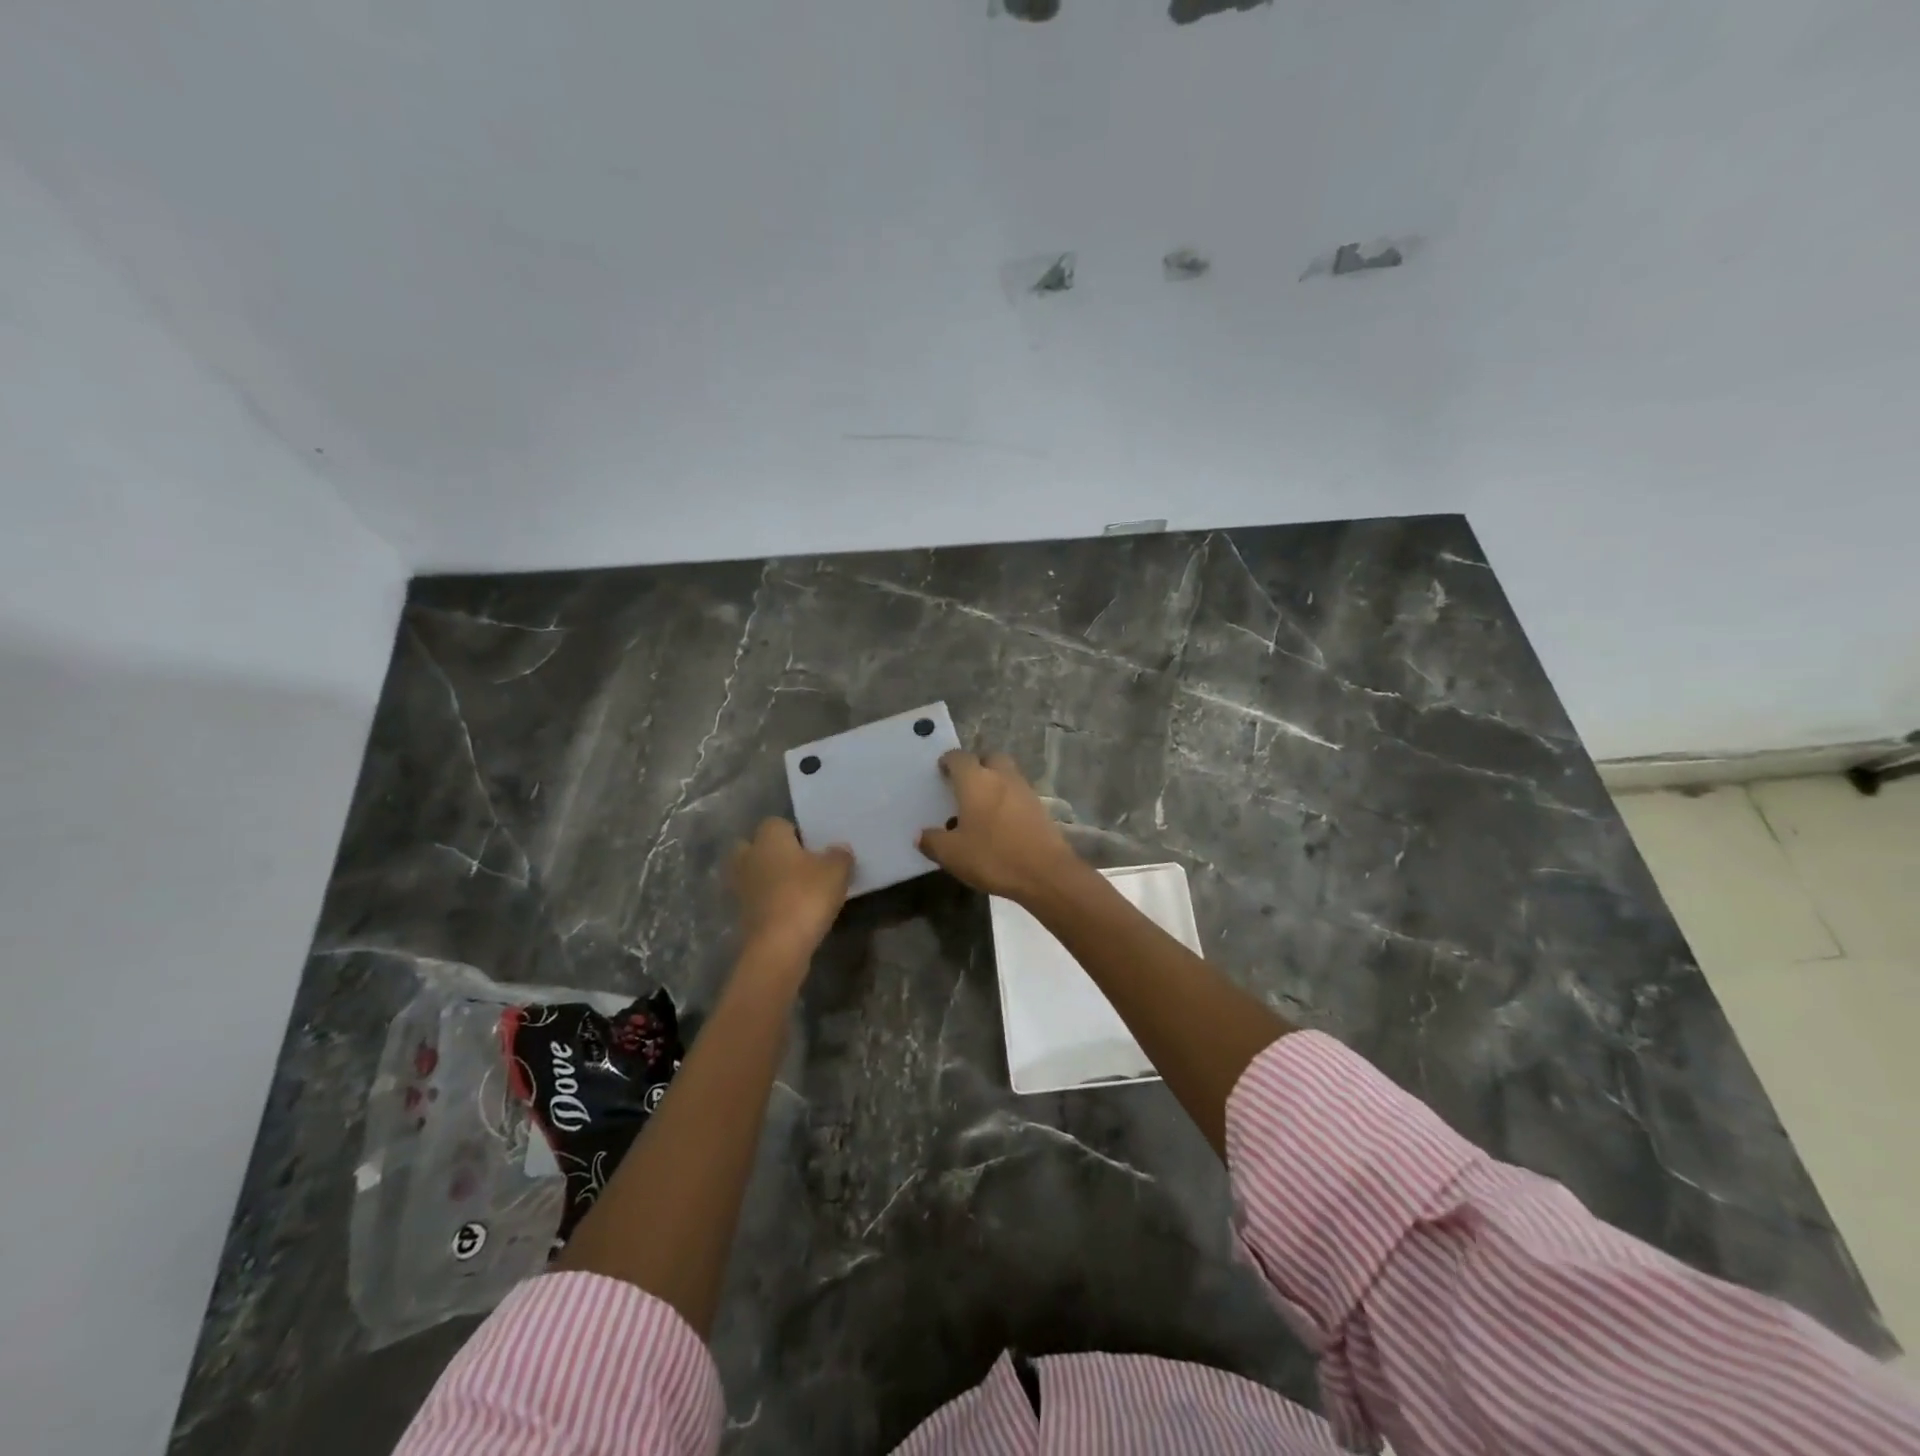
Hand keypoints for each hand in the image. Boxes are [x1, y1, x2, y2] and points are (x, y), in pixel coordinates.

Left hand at [730, 818, 853, 961]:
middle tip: (800, 864)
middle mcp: (748, 857)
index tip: (814, 846)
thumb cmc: (806, 897)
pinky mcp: (741, 914)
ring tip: (797, 889)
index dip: (795, 832)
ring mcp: (741, 887)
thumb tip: (838, 849)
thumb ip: (840, 855)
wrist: (778, 947)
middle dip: (773, 852)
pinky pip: (756, 898)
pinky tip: (791, 910)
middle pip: (755, 846)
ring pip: (754, 873)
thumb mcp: (837, 871)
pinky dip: (769, 901)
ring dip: (769, 878)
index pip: (777, 823)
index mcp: (769, 838)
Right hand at [917, 751, 1086, 903]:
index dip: (948, 761)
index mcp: (976, 781)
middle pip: (989, 758)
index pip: (959, 758)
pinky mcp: (1040, 807)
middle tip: (965, 784)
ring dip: (994, 782)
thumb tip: (921, 835)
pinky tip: (1000, 822)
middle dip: (977, 765)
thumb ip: (933, 841)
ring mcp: (1025, 790)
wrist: (1045, 873)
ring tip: (981, 806)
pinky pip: (1018, 793)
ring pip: (1007, 774)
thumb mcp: (952, 854)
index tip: (941, 770)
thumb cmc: (992, 856)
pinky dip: (1008, 799)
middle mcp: (1002, 777)